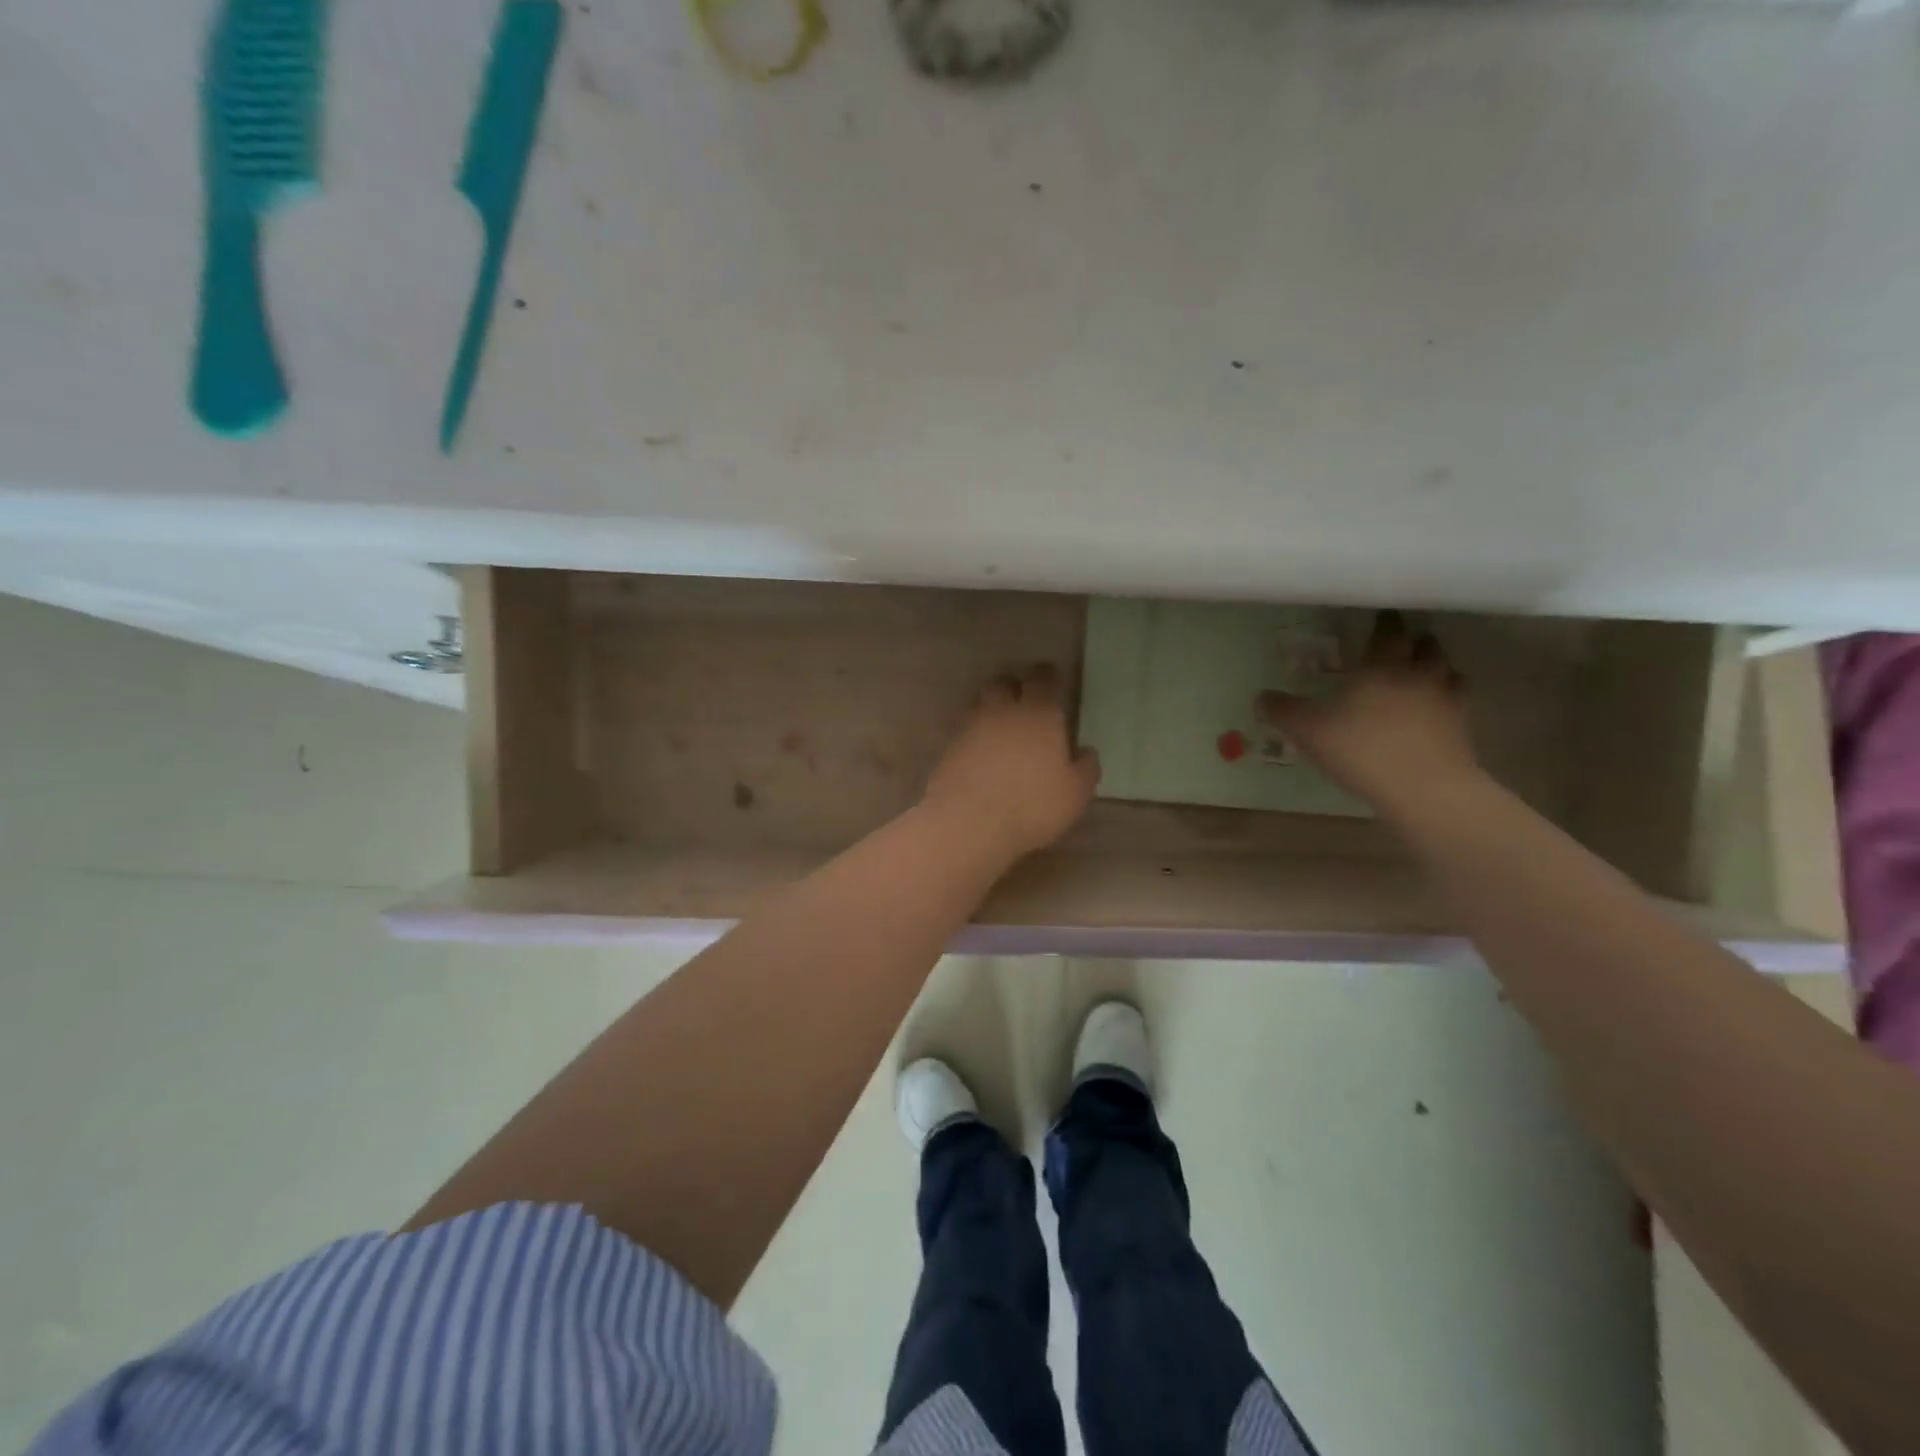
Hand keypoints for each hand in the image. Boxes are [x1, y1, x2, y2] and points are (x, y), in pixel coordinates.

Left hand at [923, 664, 1101, 860]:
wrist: (970, 823)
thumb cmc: (1032, 805)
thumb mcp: (1075, 793)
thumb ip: (1085, 768)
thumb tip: (1086, 752)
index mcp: (1039, 714)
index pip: (1043, 680)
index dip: (1048, 677)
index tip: (1052, 680)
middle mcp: (1003, 710)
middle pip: (1004, 683)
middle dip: (1013, 686)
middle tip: (1023, 702)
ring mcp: (971, 727)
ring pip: (980, 703)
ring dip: (991, 709)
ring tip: (1000, 728)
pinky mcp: (948, 747)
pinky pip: (964, 730)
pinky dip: (973, 735)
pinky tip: (980, 753)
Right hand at [1259, 611, 1481, 813]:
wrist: (1424, 789)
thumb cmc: (1361, 750)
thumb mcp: (1308, 731)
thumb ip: (1284, 711)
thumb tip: (1261, 697)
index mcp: (1381, 666)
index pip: (1388, 632)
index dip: (1384, 623)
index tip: (1379, 619)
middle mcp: (1418, 674)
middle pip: (1425, 645)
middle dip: (1413, 642)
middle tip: (1400, 646)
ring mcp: (1447, 700)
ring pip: (1448, 671)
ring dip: (1436, 668)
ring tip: (1421, 675)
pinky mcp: (1464, 728)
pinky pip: (1458, 703)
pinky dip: (1447, 700)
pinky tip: (1434, 712)